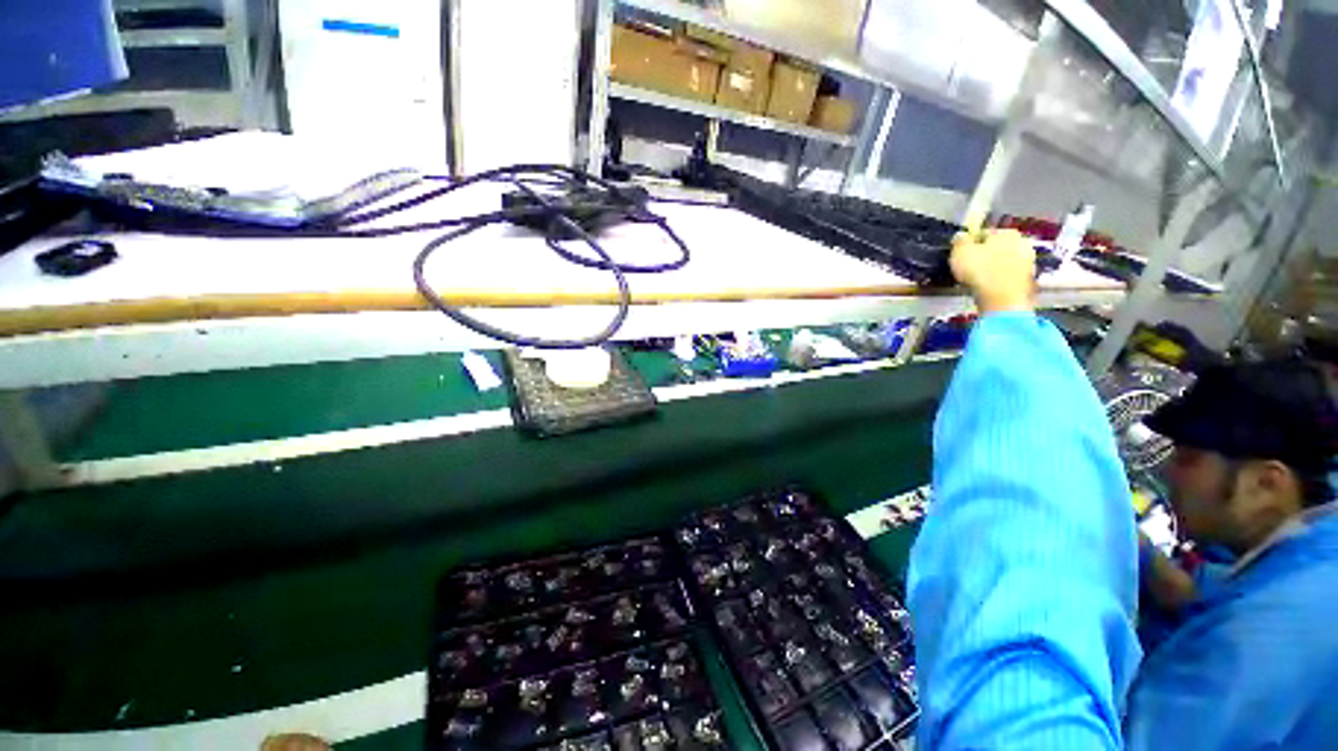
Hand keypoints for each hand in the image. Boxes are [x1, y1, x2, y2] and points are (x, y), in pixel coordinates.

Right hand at [950, 229, 1036, 314]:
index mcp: (1005, 231)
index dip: (971, 243)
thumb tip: (961, 235)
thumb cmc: (980, 271)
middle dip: (986, 253)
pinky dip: (1000, 278)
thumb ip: (960, 241)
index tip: (962, 254)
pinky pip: (1009, 274)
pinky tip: (990, 285)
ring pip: (1005, 259)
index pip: (984, 233)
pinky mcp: (1029, 277)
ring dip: (994, 265)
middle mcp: (1021, 241)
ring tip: (979, 277)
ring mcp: (1028, 260)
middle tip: (971, 266)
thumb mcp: (960, 252)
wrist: (1003, 298)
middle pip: (998, 246)